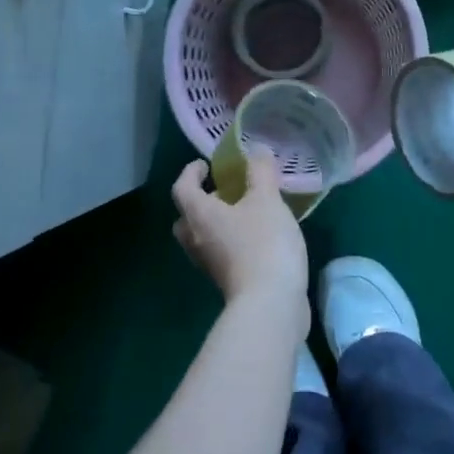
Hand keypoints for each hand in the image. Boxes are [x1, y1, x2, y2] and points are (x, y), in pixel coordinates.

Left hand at [171, 152, 309, 325]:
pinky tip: (258, 239)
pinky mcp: (227, 283)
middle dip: (201, 202)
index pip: (182, 188)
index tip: (204, 165)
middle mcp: (197, 240)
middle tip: (224, 193)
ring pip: (203, 238)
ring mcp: (210, 265)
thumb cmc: (263, 243)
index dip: (190, 173)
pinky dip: (232, 243)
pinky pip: (221, 255)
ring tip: (245, 213)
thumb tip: (255, 149)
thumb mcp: (267, 200)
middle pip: (187, 218)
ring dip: (217, 224)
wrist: (270, 304)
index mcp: (199, 216)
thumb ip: (260, 172)